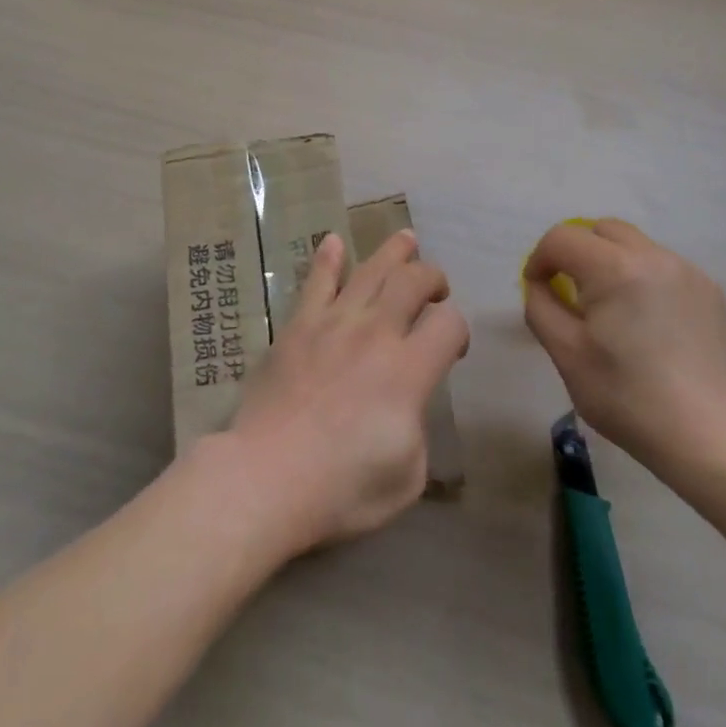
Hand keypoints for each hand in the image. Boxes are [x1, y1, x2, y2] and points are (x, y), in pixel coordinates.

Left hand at [223, 231, 468, 556]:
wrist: (266, 476)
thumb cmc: (341, 487)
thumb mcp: (406, 475)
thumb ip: (416, 426)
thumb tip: (406, 403)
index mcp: (408, 370)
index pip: (449, 324)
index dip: (459, 330)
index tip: (452, 349)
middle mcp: (376, 334)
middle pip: (413, 281)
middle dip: (432, 278)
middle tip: (436, 289)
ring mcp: (333, 324)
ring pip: (370, 270)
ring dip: (393, 252)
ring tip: (406, 239)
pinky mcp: (298, 326)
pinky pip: (316, 282)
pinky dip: (328, 258)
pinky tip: (333, 242)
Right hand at [523, 219, 725, 490]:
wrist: (711, 436)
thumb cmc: (628, 397)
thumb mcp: (566, 354)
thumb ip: (541, 307)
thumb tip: (542, 285)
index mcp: (614, 268)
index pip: (562, 238)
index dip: (540, 259)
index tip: (538, 289)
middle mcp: (653, 256)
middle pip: (601, 230)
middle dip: (577, 252)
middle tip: (573, 292)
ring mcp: (688, 271)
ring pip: (635, 245)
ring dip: (612, 263)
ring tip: (613, 309)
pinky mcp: (711, 291)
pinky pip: (664, 267)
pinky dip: (644, 279)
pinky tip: (649, 323)